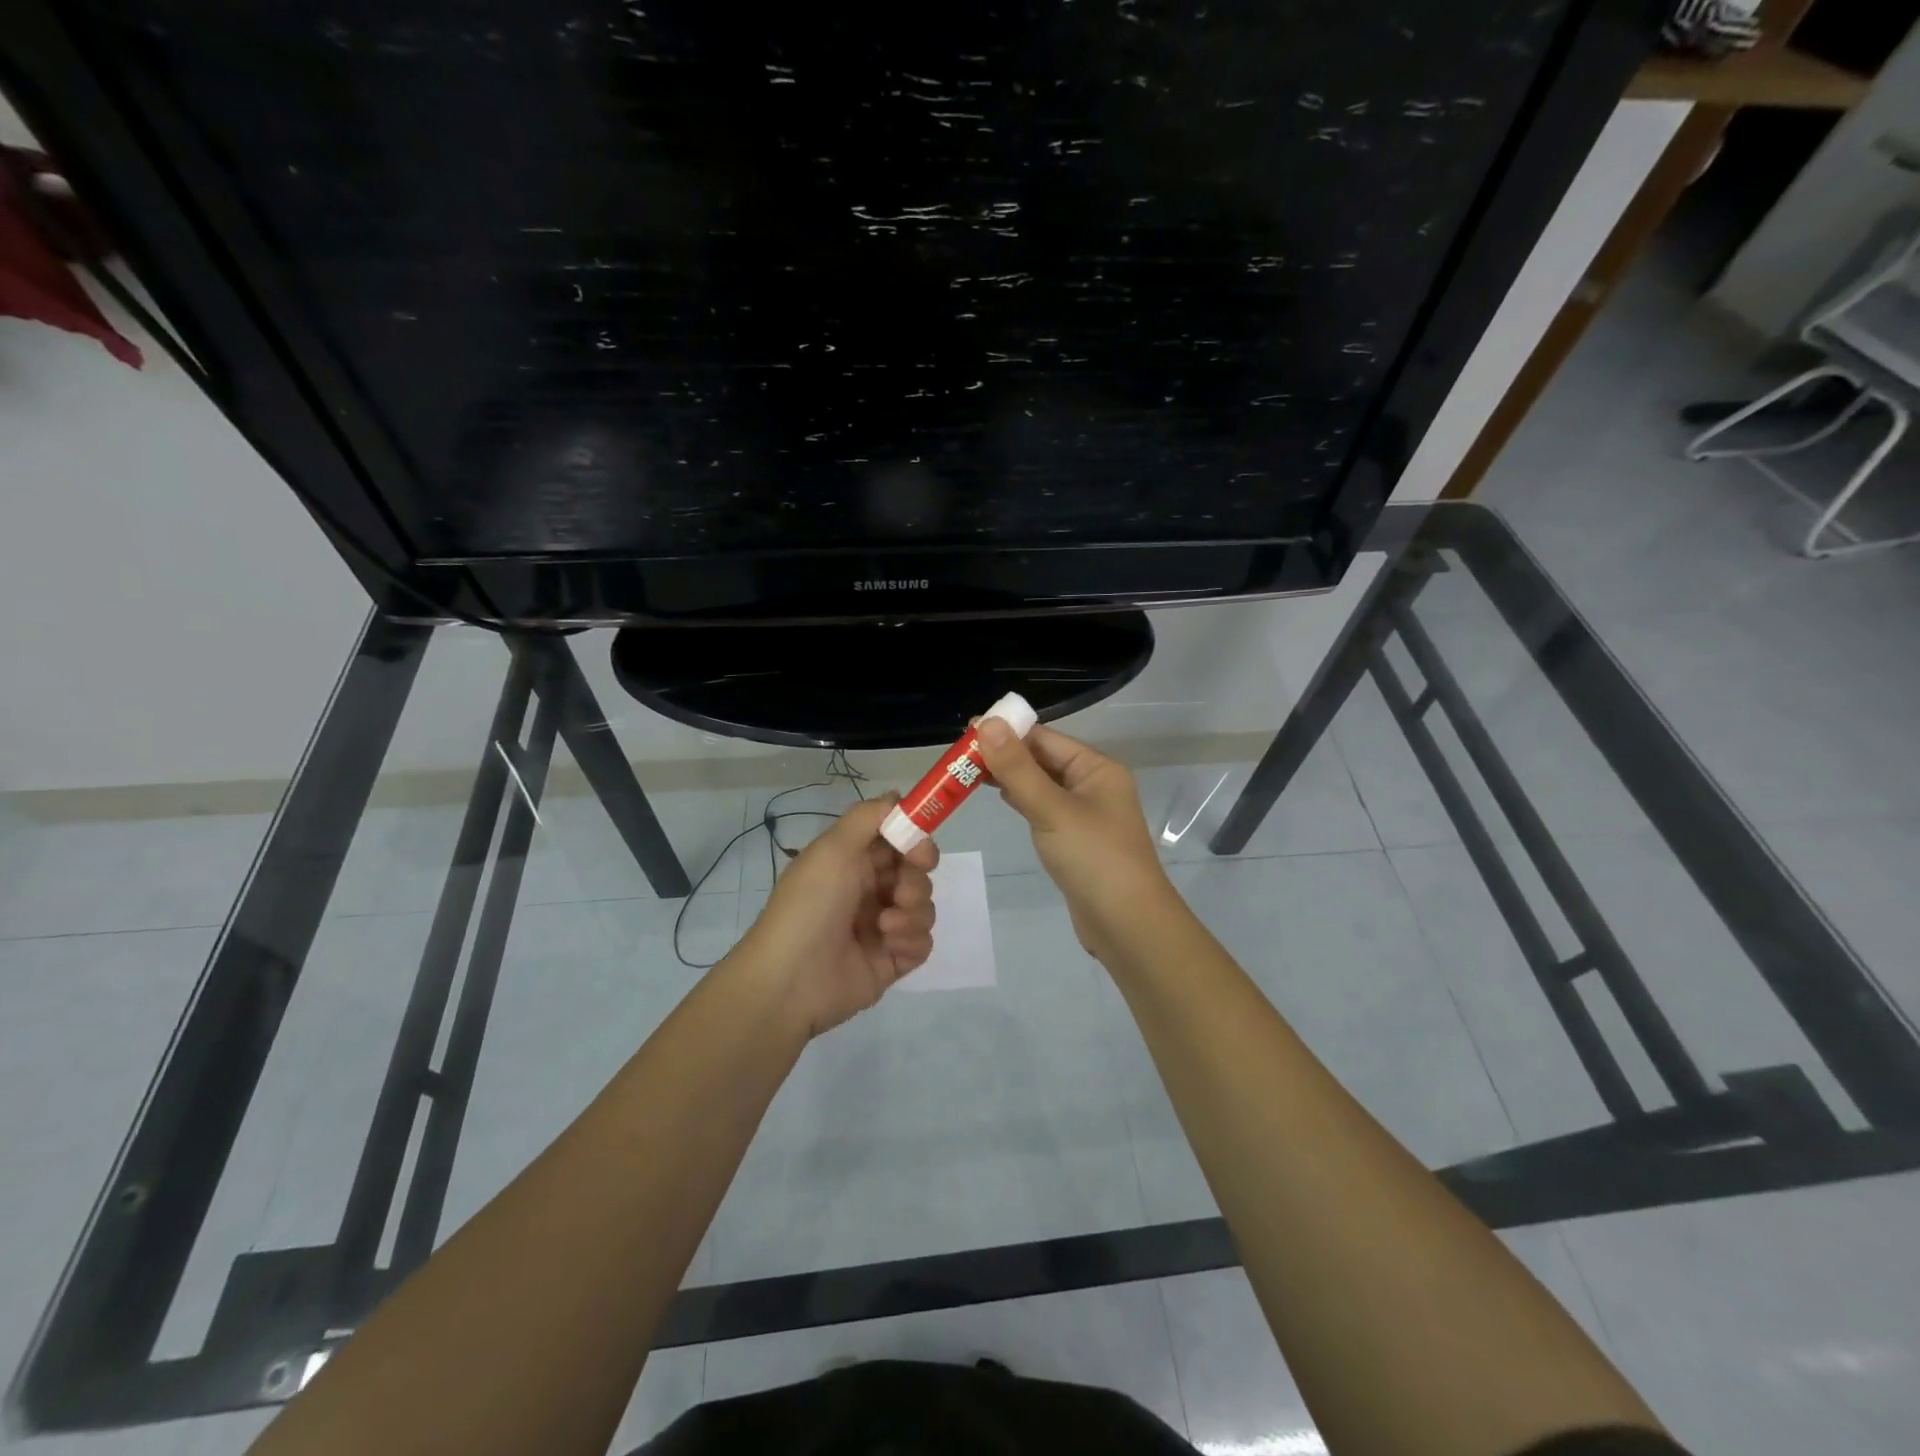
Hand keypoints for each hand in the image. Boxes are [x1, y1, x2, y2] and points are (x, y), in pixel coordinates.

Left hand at [734, 795, 938, 1036]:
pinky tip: (889, 946)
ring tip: (885, 925)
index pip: (897, 840)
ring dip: (913, 912)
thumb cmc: (810, 905)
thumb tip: (898, 795)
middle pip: (916, 873)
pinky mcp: (892, 961)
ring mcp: (882, 927)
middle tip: (900, 891)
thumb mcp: (833, 848)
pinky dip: (911, 940)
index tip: (921, 850)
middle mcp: (868, 890)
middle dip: (916, 879)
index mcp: (852, 862)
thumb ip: (869, 816)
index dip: (915, 840)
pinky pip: (922, 942)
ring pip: (924, 907)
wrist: (791, 980)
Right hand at [973, 721, 1175, 959]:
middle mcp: (1093, 784)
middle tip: (959, 756)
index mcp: (1096, 768)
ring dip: (1010, 777)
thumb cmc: (1093, 859)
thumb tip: (986, 723)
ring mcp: (1085, 813)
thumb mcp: (1052, 809)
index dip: (1007, 732)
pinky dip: (1022, 800)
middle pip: (1042, 759)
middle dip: (1005, 754)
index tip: (966, 731)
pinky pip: (1044, 808)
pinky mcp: (1075, 839)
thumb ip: (1017, 768)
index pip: (1045, 738)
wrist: (1127, 925)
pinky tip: (1000, 798)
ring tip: (968, 773)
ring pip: (1041, 784)